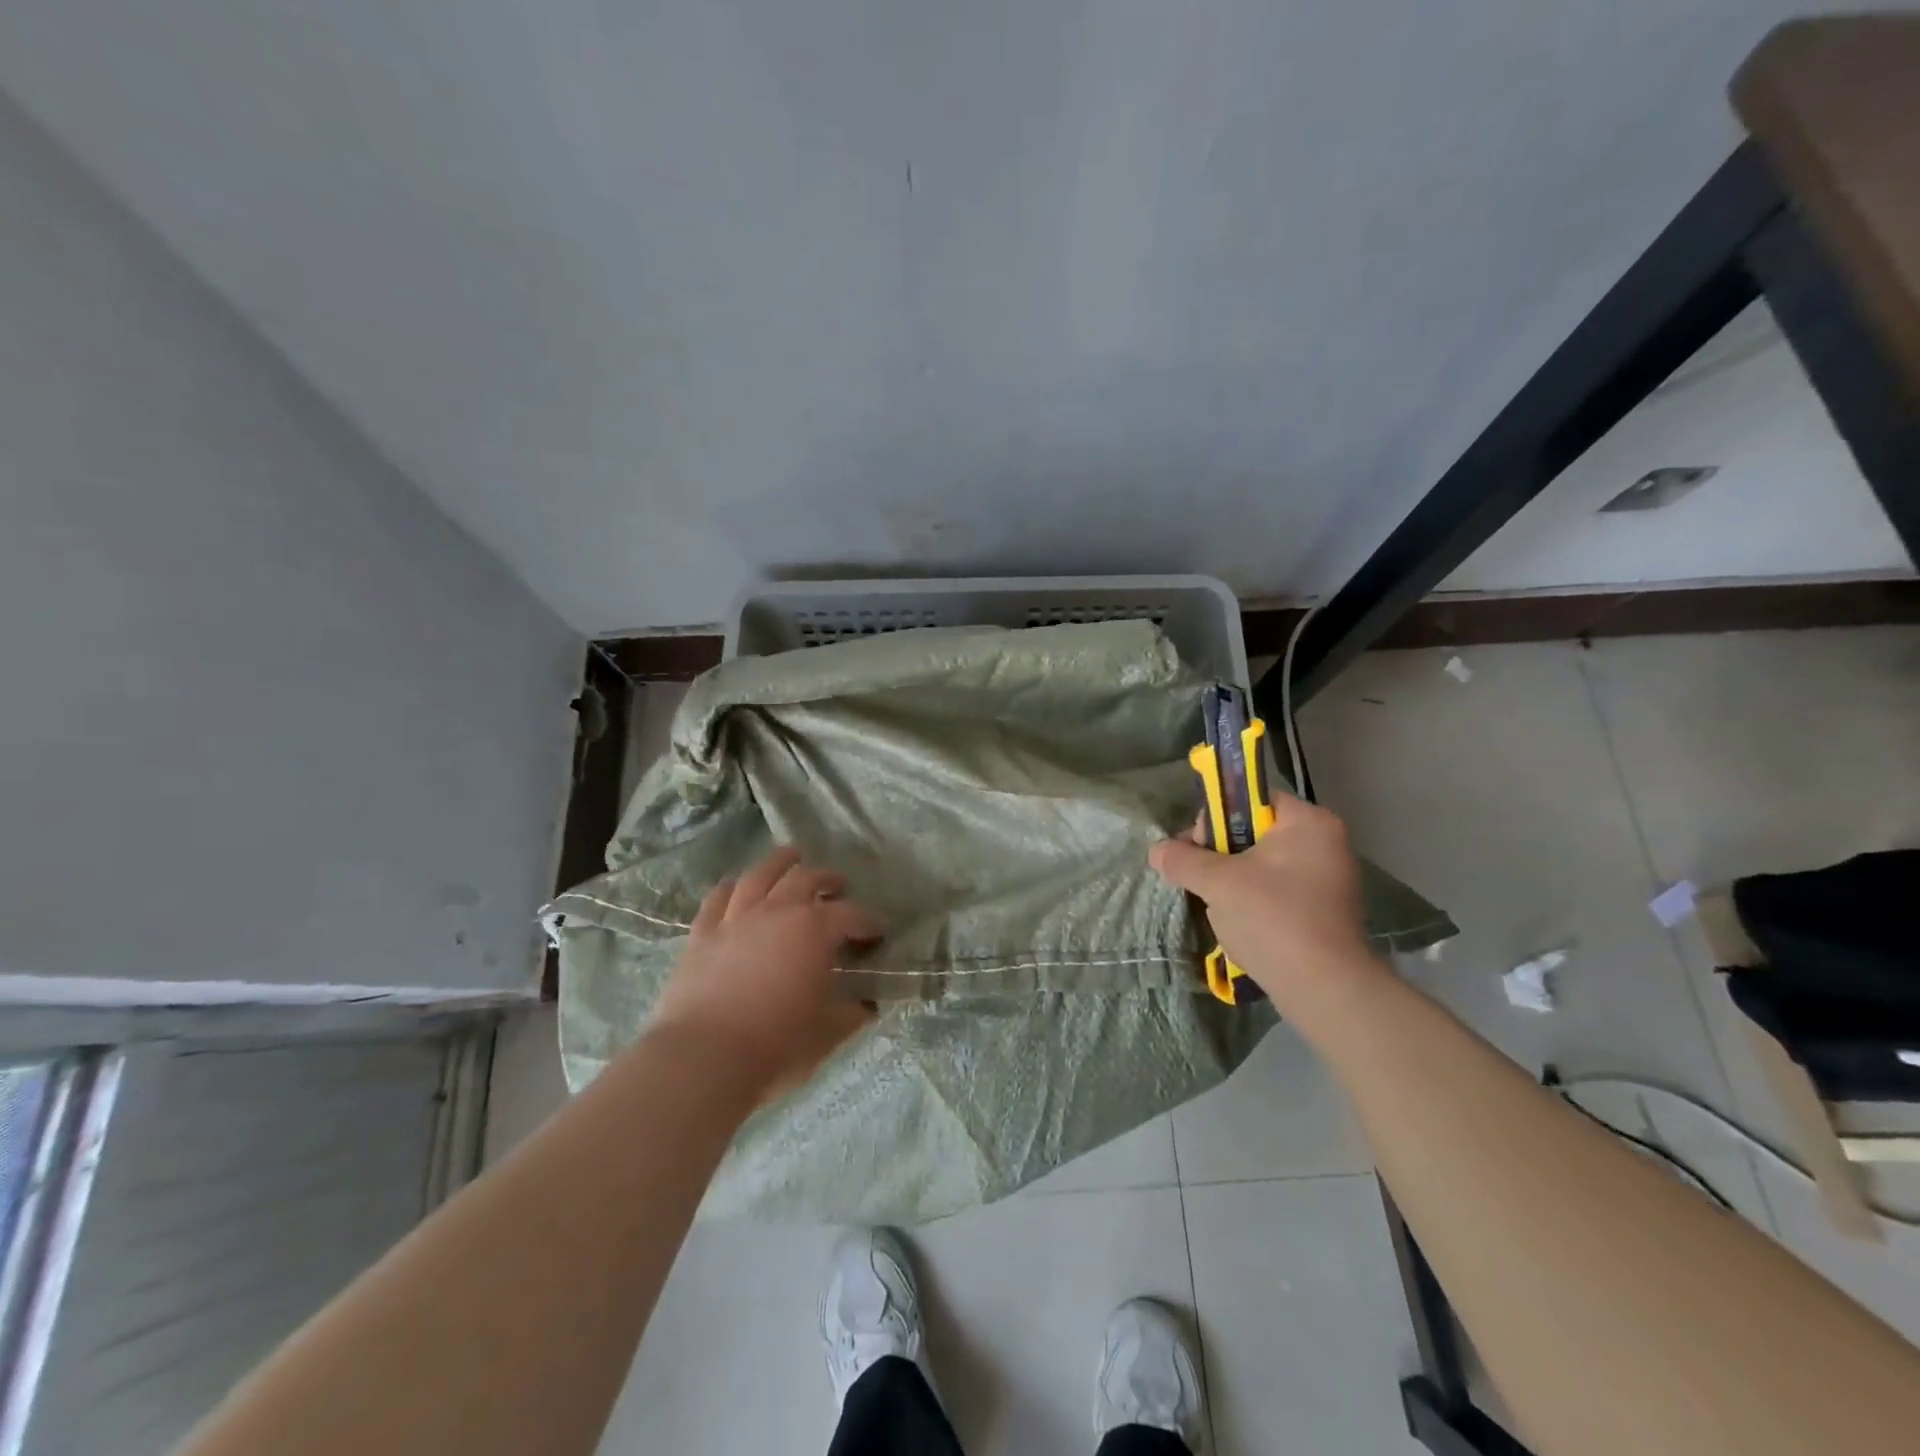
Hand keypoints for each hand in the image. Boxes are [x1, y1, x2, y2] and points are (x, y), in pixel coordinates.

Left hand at [650, 847, 880, 1102]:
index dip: (867, 921)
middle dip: (826, 879)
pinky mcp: (701, 936)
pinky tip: (734, 884)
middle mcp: (777, 912)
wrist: (704, 1058)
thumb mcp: (828, 1033)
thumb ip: (850, 1014)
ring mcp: (735, 920)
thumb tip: (865, 1006)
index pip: (850, 916)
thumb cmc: (777, 1044)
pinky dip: (729, 888)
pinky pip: (716, 901)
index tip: (877, 931)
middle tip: (837, 884)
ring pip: (759, 877)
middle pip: (805, 880)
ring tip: (790, 856)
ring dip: (779, 864)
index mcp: (815, 930)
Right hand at [1148, 796, 1386, 1008]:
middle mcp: (1325, 842)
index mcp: (1308, 822)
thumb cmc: (1272, 918)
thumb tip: (1156, 850)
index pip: (1250, 799)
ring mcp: (1328, 879)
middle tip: (1202, 879)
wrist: (1324, 989)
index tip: (1197, 847)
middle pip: (1254, 831)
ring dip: (1232, 880)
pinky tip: (1238, 923)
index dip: (1216, 818)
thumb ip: (1183, 860)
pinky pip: (1277, 891)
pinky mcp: (1324, 911)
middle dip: (1220, 854)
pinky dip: (1253, 901)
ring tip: (1217, 905)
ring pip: (1263, 864)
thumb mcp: (1217, 882)